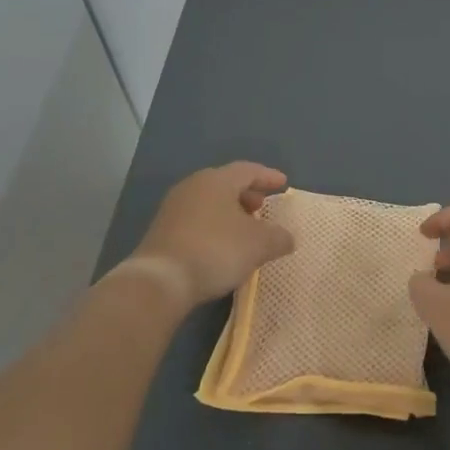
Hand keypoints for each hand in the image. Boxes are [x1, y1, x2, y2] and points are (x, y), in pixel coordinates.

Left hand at [131, 162, 294, 310]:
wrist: (161, 280)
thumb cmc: (216, 250)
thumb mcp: (259, 245)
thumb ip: (278, 237)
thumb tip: (287, 238)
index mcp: (217, 180)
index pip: (248, 170)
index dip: (268, 176)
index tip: (283, 184)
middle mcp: (193, 186)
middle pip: (226, 184)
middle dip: (247, 195)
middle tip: (261, 208)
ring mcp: (173, 208)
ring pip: (209, 202)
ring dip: (230, 212)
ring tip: (244, 230)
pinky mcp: (162, 231)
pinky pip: (196, 220)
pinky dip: (214, 226)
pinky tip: (222, 246)